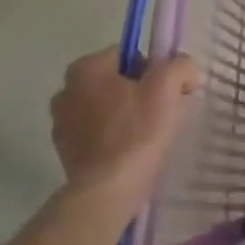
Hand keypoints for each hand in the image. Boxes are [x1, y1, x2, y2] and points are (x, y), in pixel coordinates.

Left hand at [50, 51, 199, 207]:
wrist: (108, 190)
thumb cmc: (137, 130)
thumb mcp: (168, 86)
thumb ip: (180, 64)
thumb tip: (183, 70)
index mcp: (85, 68)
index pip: (129, 54)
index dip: (155, 69)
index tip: (169, 91)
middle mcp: (66, 91)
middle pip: (117, 80)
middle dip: (141, 92)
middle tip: (163, 111)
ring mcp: (61, 123)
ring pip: (108, 107)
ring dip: (128, 114)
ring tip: (150, 134)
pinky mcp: (65, 151)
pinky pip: (98, 133)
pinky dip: (115, 136)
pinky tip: (132, 151)